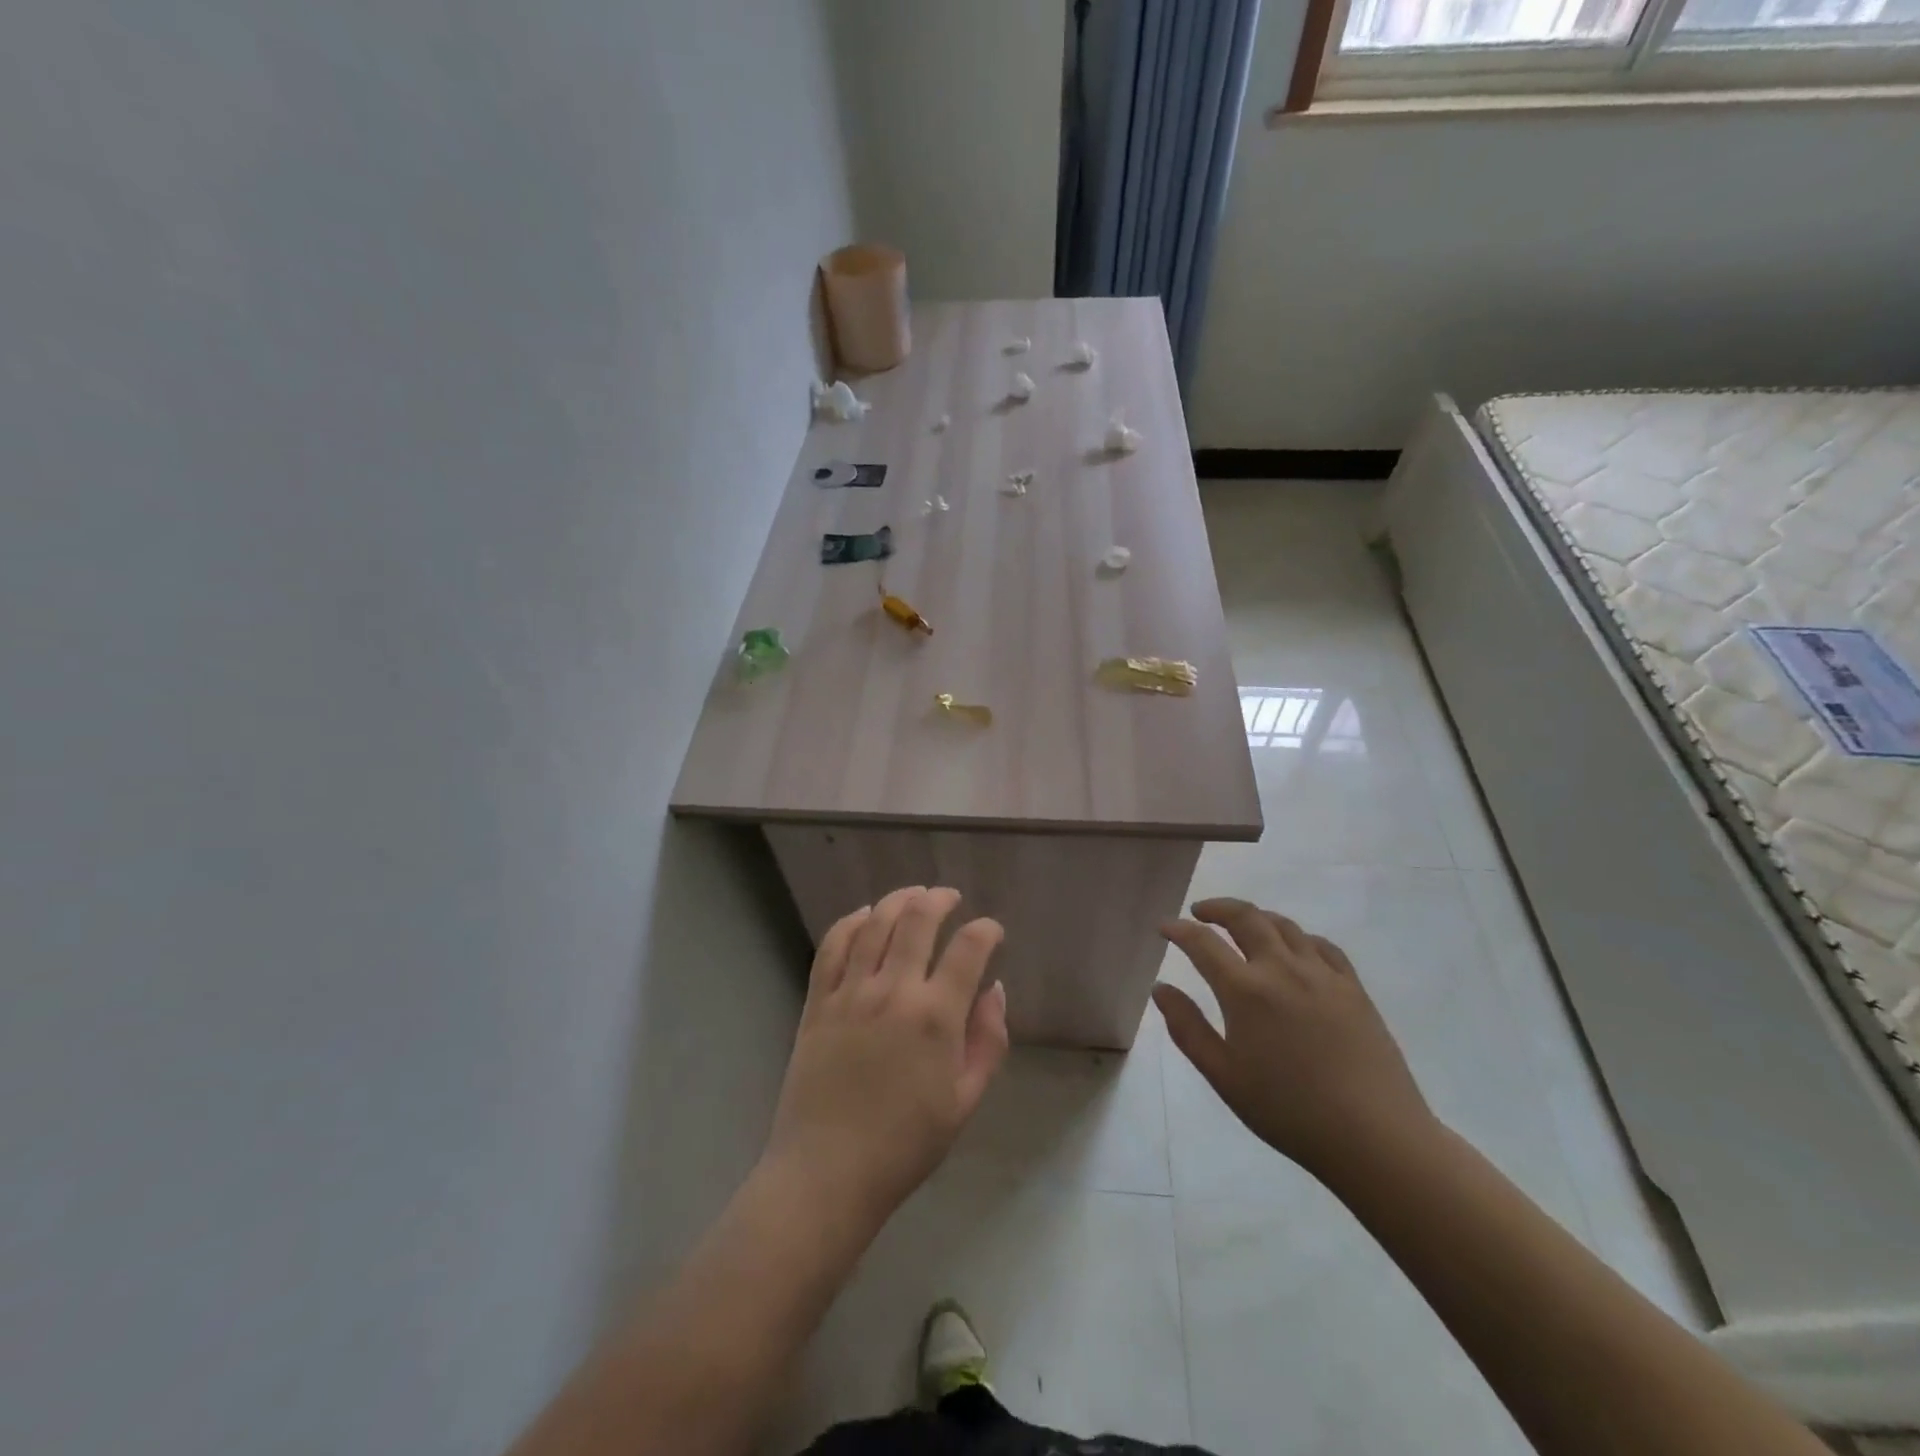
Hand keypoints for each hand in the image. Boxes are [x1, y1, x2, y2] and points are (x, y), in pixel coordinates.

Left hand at [763, 886, 1009, 1227]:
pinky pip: (833, 946)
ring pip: (875, 923)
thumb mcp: (964, 1101)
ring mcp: (850, 992)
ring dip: (898, 900)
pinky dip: (850, 922)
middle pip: (918, 920)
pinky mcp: (817, 1002)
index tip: (992, 930)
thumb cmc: (905, 1145)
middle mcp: (893, 991)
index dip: (986, 930)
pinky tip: (863, 915)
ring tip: (913, 894)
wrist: (827, 1173)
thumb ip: (987, 1040)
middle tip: (950, 897)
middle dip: (939, 899)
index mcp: (935, 1017)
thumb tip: (994, 990)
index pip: (968, 949)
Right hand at [1154, 897, 1435, 1180]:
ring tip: (1242, 926)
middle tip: (1199, 912)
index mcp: (1245, 991)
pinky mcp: (1353, 988)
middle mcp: (1281, 969)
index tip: (1164, 926)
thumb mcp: (1224, 1076)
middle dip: (1217, 908)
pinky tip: (1294, 949)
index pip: (1202, 943)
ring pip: (1283, 925)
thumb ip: (1187, 1028)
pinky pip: (1321, 945)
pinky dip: (1297, 937)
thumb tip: (1161, 988)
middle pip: (1245, 917)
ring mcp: (1322, 974)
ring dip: (1255, 917)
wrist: (1374, 1136)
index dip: (1178, 929)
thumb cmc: (1288, 1111)